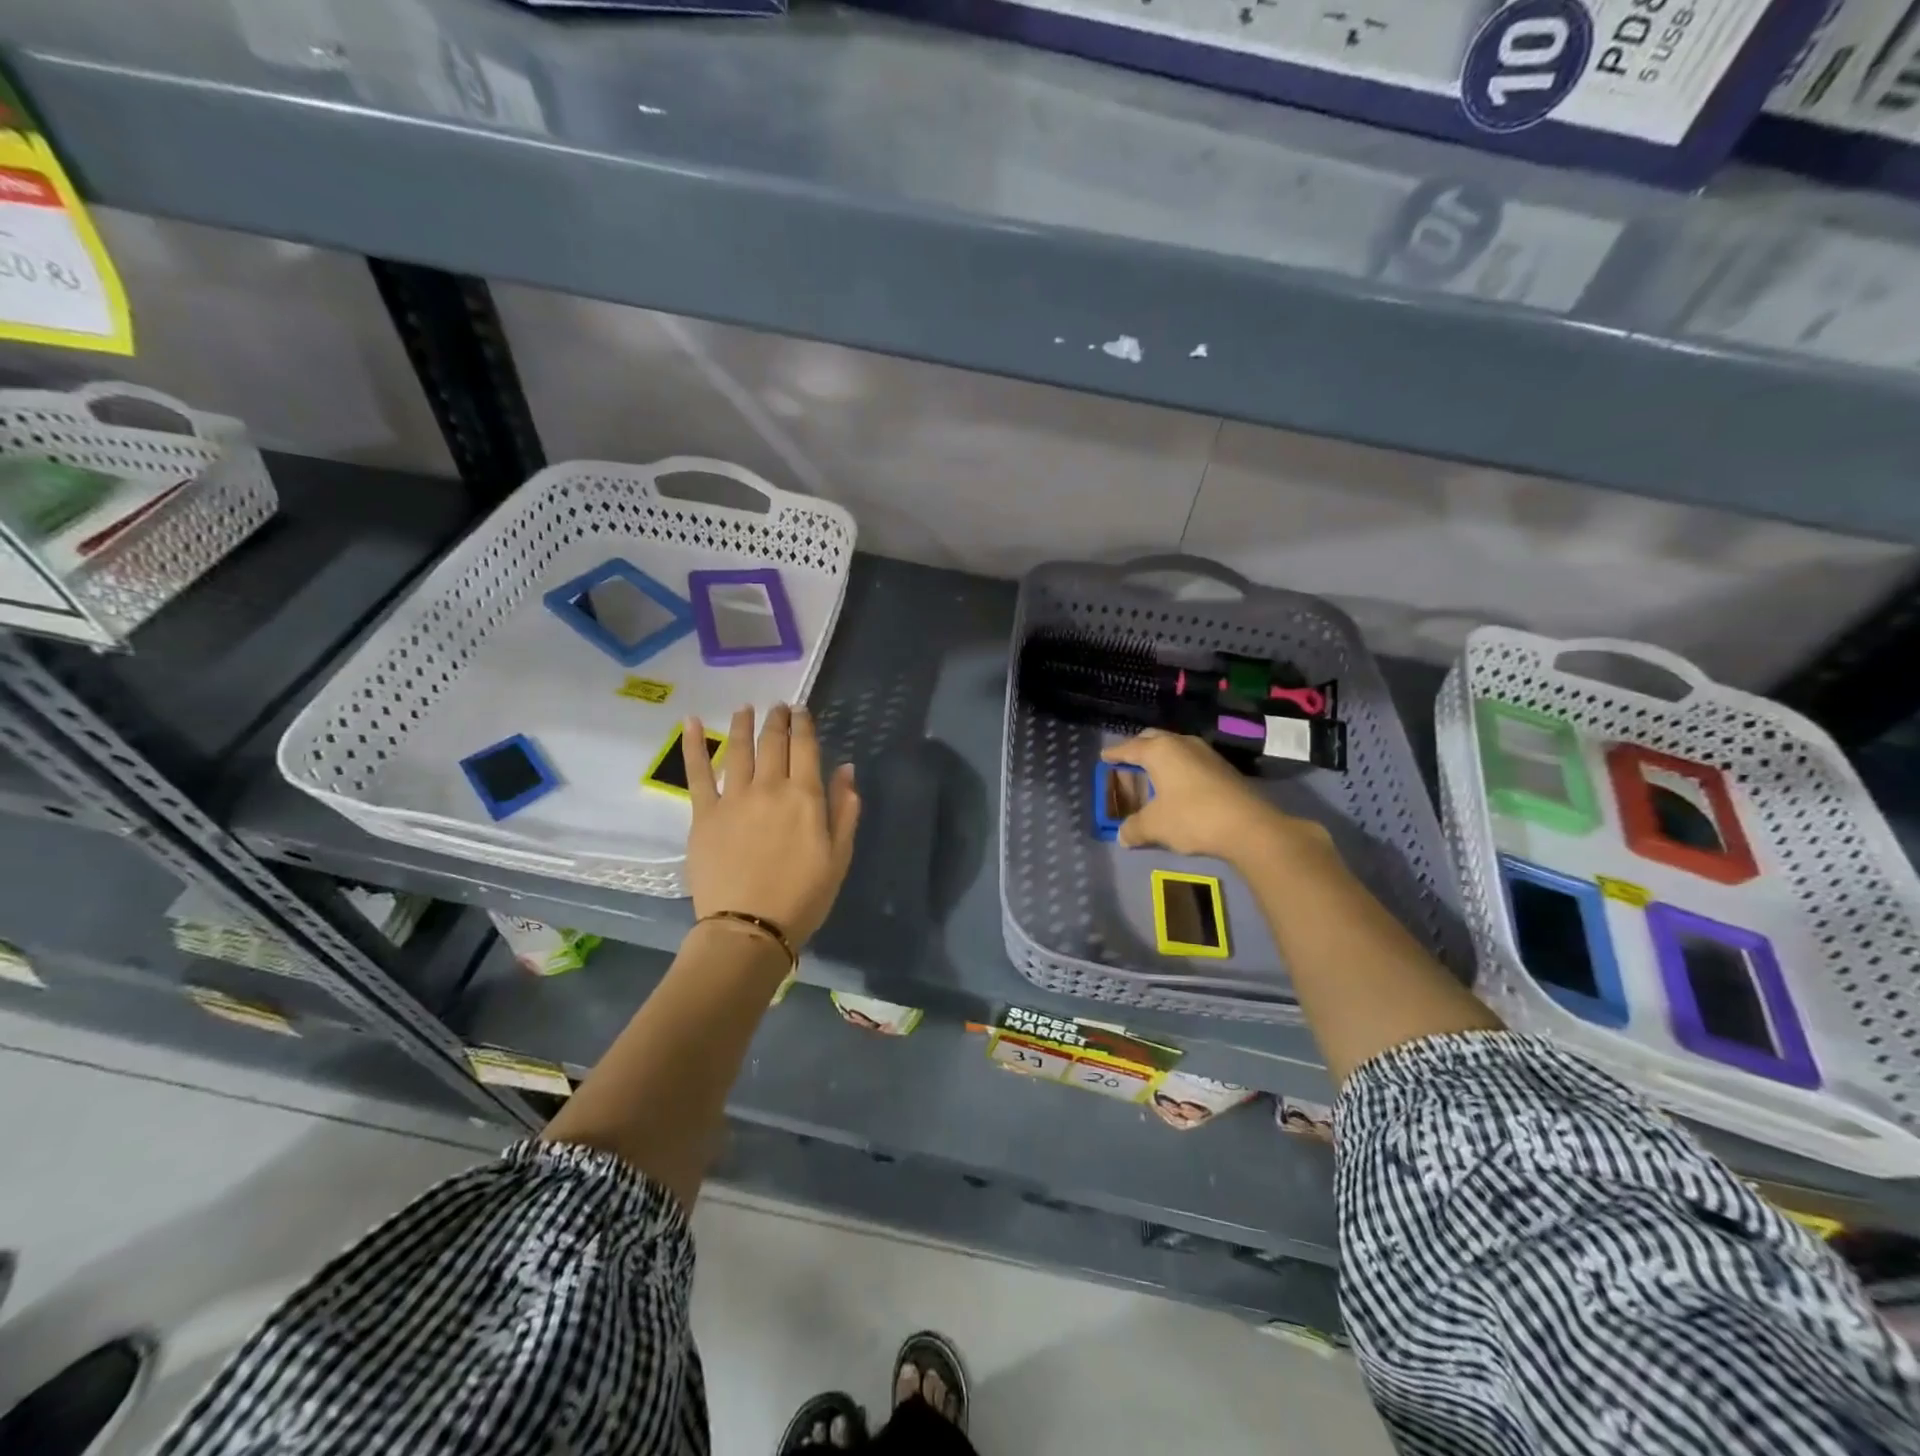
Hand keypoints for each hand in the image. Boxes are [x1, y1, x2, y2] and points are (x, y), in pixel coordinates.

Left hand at [685, 705, 860, 946]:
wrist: (750, 927)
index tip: (802, 711)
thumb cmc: (803, 897)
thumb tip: (847, 769)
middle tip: (778, 707)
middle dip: (777, 720)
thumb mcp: (839, 857)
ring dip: (743, 724)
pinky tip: (691, 722)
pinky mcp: (704, 814)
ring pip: (738, 749)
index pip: (805, 748)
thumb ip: (845, 810)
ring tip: (745, 708)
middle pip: (773, 743)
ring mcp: (734, 798)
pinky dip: (693, 745)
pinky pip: (698, 773)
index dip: (804, 725)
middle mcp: (769, 787)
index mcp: (805, 797)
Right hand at [1101, 730, 1323, 865]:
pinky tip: (1177, 787)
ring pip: (1175, 748)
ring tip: (1152, 775)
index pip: (1130, 748)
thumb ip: (1134, 828)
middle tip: (1127, 762)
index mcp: (1160, 751)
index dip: (1115, 754)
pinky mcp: (1223, 768)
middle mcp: (1182, 744)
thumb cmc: (1192, 818)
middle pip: (1153, 739)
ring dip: (1161, 758)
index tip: (1104, 757)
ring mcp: (1206, 753)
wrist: (1249, 827)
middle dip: (1138, 748)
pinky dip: (1178, 769)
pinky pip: (1191, 761)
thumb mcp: (1155, 826)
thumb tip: (1122, 836)